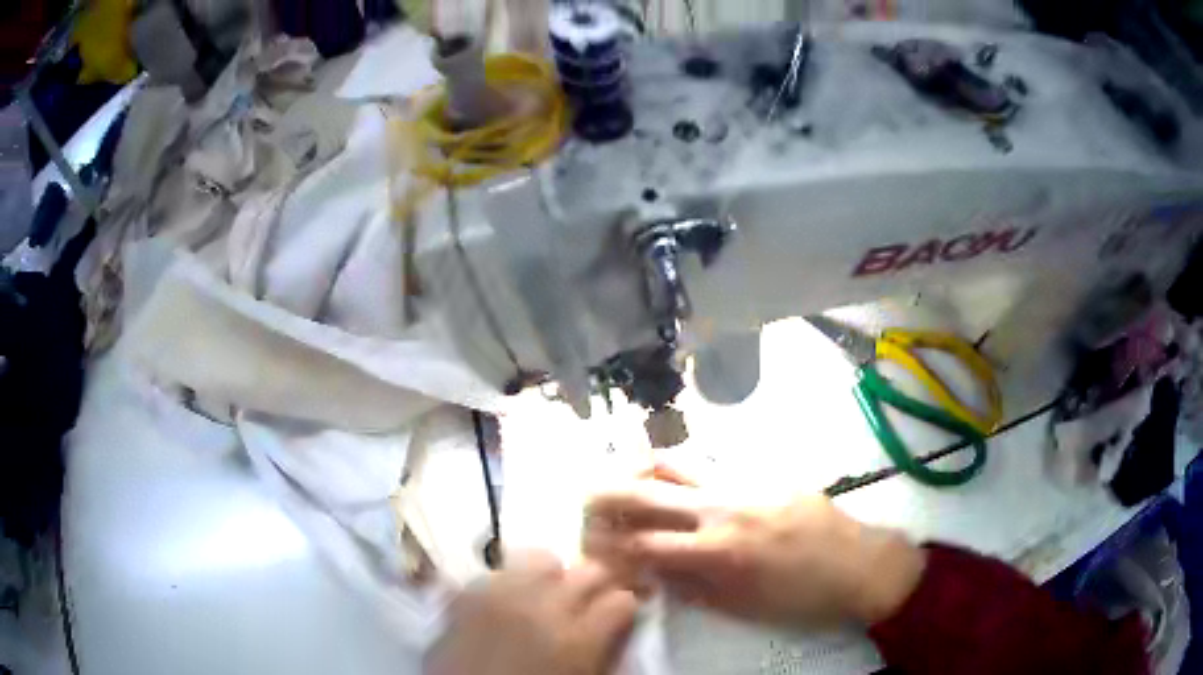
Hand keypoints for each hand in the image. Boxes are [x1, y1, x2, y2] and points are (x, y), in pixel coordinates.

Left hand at [425, 552, 638, 674]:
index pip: (622, 601)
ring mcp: (499, 596)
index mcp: (577, 640)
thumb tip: (614, 630)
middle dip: (596, 585)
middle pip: (589, 571)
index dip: (623, 609)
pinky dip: (508, 580)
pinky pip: (496, 571)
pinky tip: (508, 600)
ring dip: (551, 576)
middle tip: (588, 603)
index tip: (618, 616)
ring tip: (546, 595)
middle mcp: (542, 608)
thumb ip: (601, 652)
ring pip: (541, 558)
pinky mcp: (464, 595)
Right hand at [585, 485, 925, 626]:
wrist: (861, 564)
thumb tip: (653, 572)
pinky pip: (714, 463)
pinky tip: (685, 482)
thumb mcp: (742, 606)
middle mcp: (723, 506)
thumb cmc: (801, 597)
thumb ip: (692, 587)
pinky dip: (687, 469)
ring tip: (631, 477)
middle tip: (589, 496)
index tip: (595, 546)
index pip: (642, 541)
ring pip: (679, 459)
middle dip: (607, 491)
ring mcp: (745, 482)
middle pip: (648, 487)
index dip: (609, 544)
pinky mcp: (766, 470)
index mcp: (717, 549)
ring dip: (645, 467)